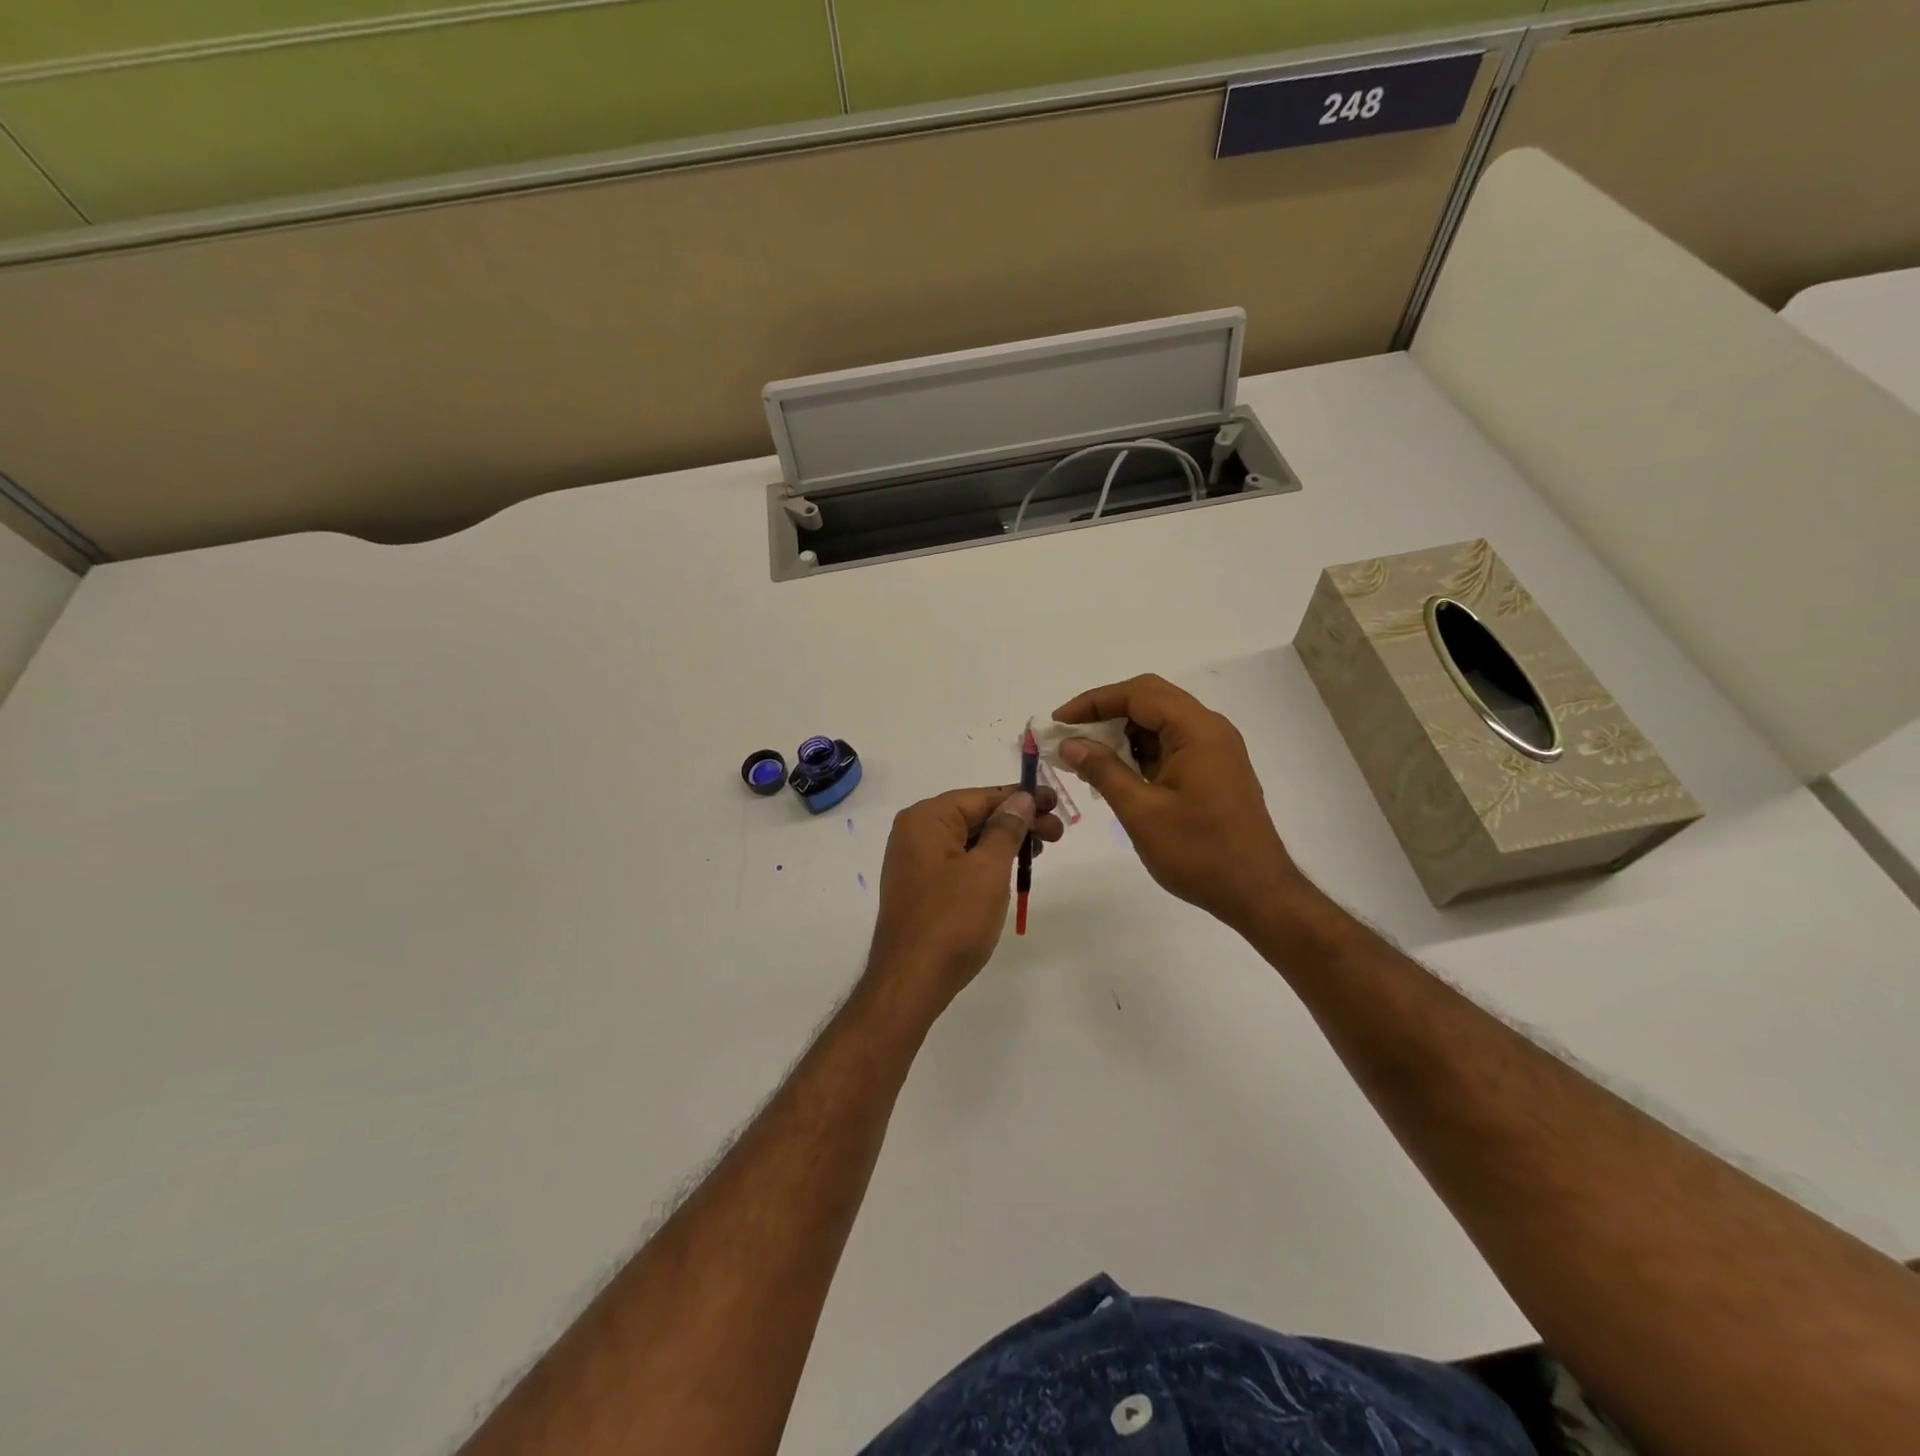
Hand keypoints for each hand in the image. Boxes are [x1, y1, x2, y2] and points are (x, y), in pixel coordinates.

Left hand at [865, 785, 1063, 1021]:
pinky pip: (959, 861)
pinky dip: (987, 861)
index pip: (982, 796)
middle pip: (975, 815)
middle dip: (1017, 821)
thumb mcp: (988, 869)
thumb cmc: (952, 920)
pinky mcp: (921, 886)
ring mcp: (915, 860)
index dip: (1022, 798)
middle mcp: (915, 832)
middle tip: (1056, 835)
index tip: (1055, 803)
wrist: (912, 981)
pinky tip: (1011, 870)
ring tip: (1039, 852)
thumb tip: (1021, 798)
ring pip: (969, 839)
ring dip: (1005, 842)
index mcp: (927, 819)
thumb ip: (1006, 829)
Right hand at [1054, 674, 1311, 932]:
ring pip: (1159, 723)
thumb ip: (1103, 771)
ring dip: (1121, 733)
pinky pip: (1170, 745)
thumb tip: (1070, 744)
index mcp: (1197, 731)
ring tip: (1085, 757)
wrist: (1258, 893)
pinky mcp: (1213, 770)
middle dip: (1105, 713)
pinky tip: (1115, 773)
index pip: (1138, 694)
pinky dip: (1139, 751)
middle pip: (1150, 700)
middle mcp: (1209, 730)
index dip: (1094, 702)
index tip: (1059, 721)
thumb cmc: (1199, 853)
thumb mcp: (1141, 812)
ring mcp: (1214, 750)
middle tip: (1069, 736)